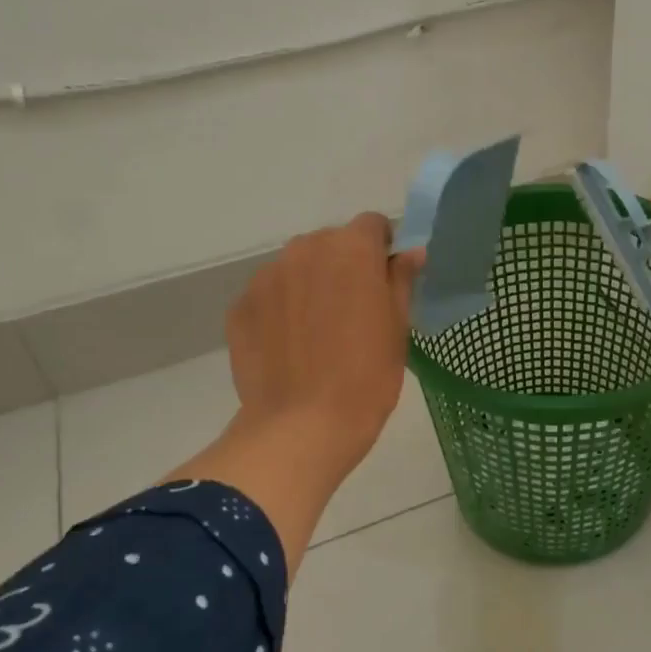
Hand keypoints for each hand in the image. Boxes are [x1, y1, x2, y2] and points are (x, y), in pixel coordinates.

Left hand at [225, 213, 422, 479]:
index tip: (385, 281)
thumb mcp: (397, 328)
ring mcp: (266, 277)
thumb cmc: (366, 376)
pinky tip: (290, 347)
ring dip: (310, 285)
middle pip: (330, 243)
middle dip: (344, 266)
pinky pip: (269, 295)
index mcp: (351, 249)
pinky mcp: (240, 306)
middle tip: (354, 312)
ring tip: (318, 333)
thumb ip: (401, 281)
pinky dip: (281, 310)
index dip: (382, 249)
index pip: (371, 225)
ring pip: (297, 267)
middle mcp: (304, 250)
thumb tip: (410, 253)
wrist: (302, 426)